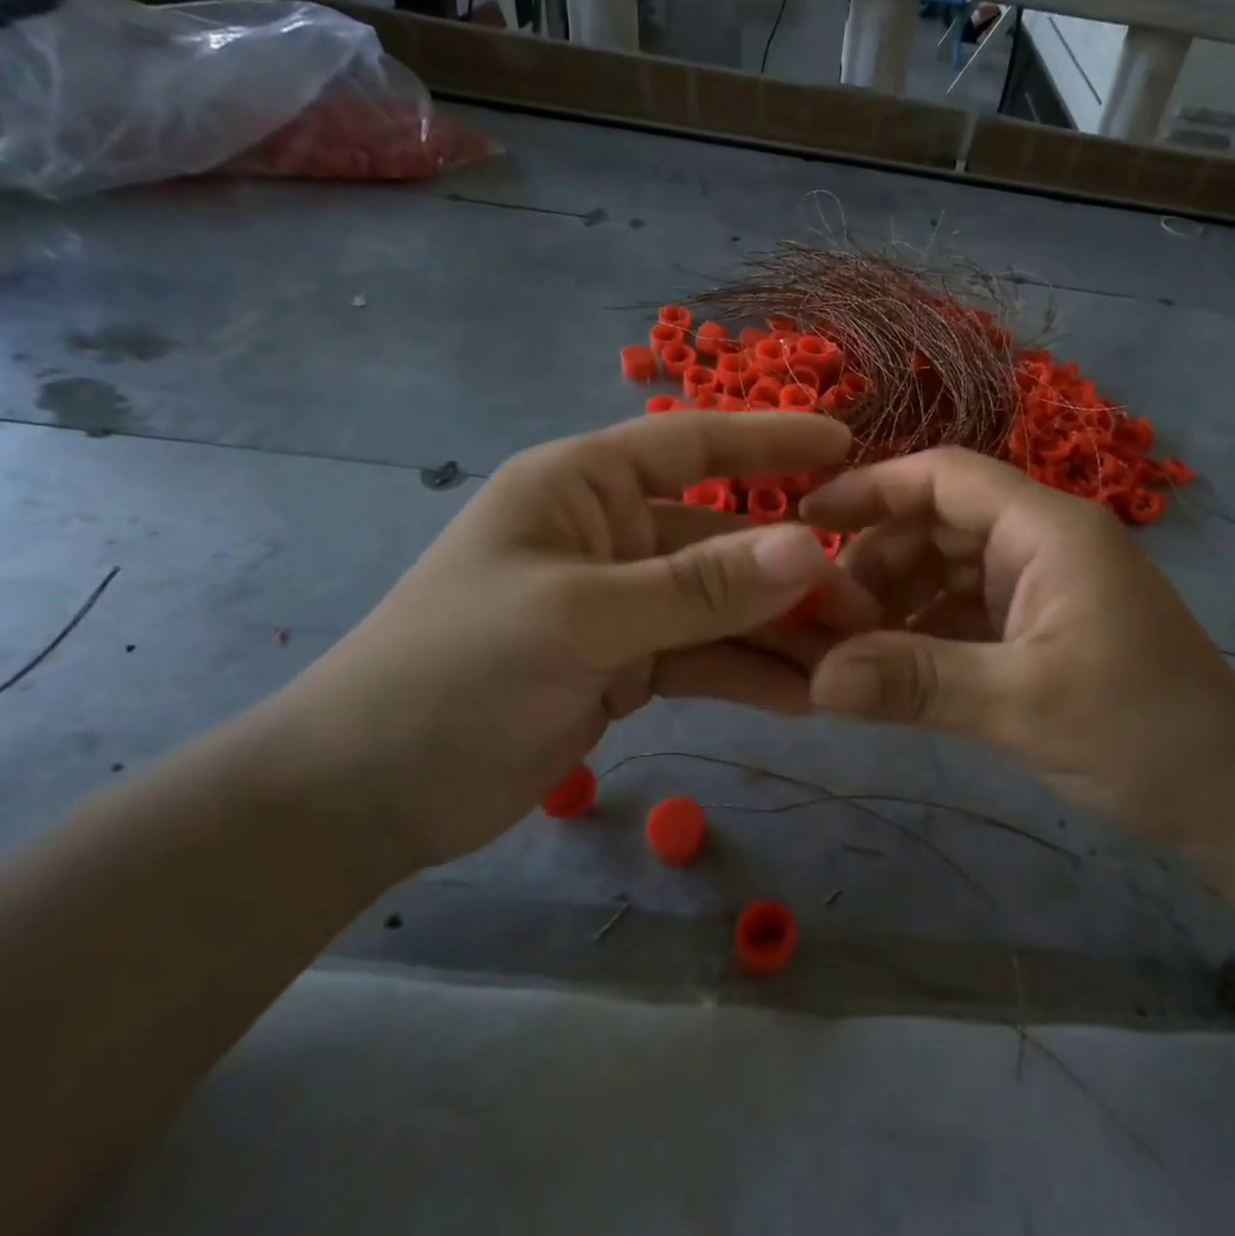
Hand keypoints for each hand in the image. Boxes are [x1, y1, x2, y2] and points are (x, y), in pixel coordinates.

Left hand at [269, 412, 863, 872]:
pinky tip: (801, 698)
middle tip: (867, 606)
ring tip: (848, 663)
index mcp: (582, 487)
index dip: (771, 442)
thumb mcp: (581, 620)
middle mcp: (608, 533)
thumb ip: (699, 587)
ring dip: (779, 634)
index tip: (847, 446)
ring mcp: (621, 603)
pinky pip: (703, 658)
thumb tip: (810, 549)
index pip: (692, 446)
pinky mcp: (625, 664)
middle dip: (791, 574)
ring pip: (721, 607)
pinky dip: (747, 675)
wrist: (367, 794)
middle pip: (721, 540)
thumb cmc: (454, 673)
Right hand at [801, 448, 1234, 849]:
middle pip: (937, 523)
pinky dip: (923, 631)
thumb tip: (816, 679)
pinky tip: (888, 667)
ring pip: (945, 570)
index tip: (805, 517)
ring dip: (895, 601)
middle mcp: (1042, 543)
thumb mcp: (1021, 703)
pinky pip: (964, 611)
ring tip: (845, 647)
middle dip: (876, 560)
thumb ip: (915, 682)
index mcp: (1048, 529)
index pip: (945, 477)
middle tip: (821, 613)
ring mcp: (1041, 586)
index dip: (872, 488)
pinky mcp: (1040, 628)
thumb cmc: (1142, 733)